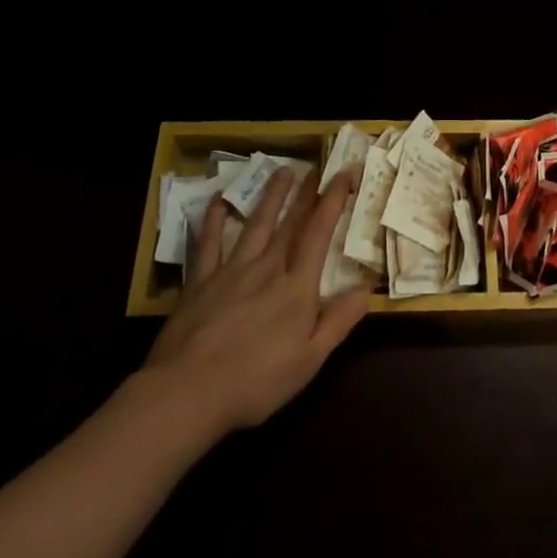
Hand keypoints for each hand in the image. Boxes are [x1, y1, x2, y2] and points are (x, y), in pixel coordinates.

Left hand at [143, 167, 368, 436]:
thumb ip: (339, 320)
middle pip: (290, 222)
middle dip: (306, 192)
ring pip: (256, 224)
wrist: (188, 392)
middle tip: (316, 165)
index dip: (333, 200)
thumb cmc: (256, 382)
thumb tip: (368, 287)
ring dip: (271, 196)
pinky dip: (215, 219)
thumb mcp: (310, 360)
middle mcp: (267, 268)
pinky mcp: (200, 281)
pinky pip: (209, 242)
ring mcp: (231, 270)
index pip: (320, 232)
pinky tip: (219, 201)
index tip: (345, 173)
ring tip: (282, 171)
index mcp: (296, 287)